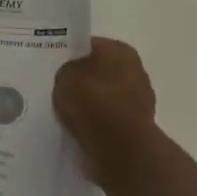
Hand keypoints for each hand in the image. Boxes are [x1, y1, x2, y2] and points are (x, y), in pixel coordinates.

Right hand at [54, 37, 156, 187]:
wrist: (119, 149)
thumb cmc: (92, 102)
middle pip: (101, 72)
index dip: (71, 55)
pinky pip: (110, 122)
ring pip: (106, 98)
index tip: (56, 67)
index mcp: (120, 50)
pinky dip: (97, 126)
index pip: (90, 46)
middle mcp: (135, 71)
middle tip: (59, 90)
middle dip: (83, 81)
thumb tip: (71, 77)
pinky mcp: (137, 130)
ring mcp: (140, 102)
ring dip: (91, 106)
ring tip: (66, 114)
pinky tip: (79, 131)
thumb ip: (66, 72)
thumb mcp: (64, 76)